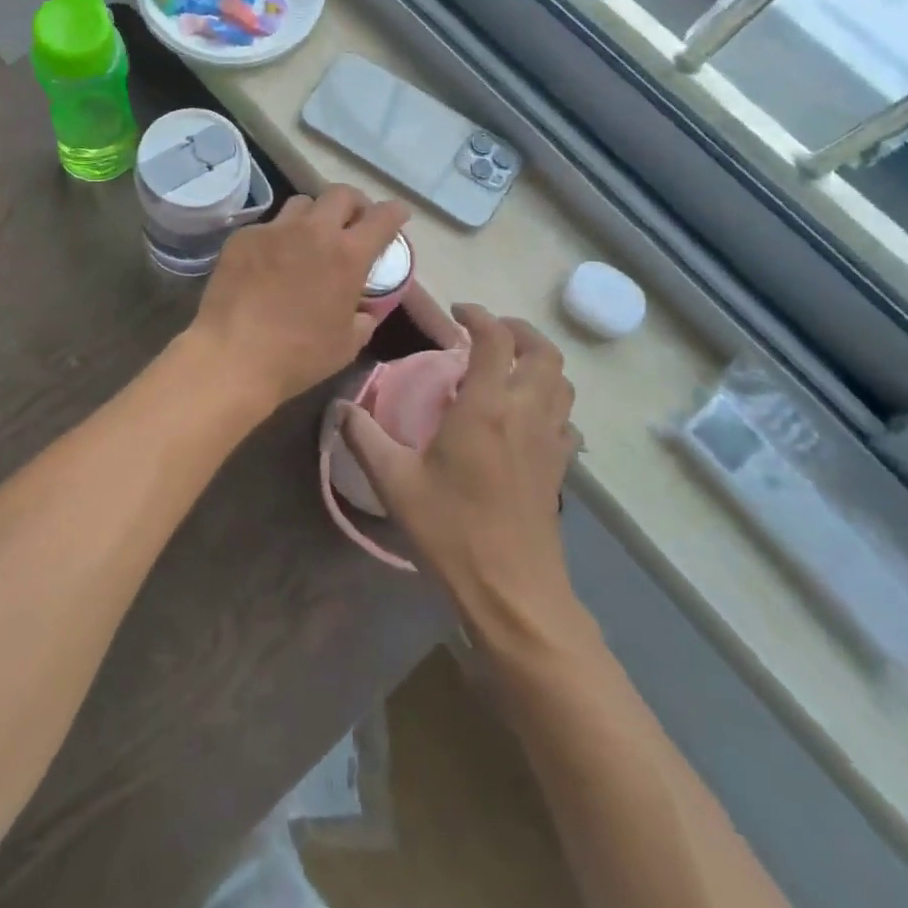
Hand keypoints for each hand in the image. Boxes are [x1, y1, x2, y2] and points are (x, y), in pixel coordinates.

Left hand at [187, 186, 409, 410]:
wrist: (233, 355)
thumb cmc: (298, 356)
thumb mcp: (347, 344)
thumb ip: (363, 317)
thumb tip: (364, 308)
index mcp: (347, 255)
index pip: (382, 218)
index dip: (394, 212)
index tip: (398, 214)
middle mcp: (313, 231)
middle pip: (341, 194)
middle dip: (354, 203)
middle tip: (353, 222)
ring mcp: (274, 230)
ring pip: (301, 203)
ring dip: (314, 216)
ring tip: (310, 237)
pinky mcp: (242, 237)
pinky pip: (267, 226)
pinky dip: (277, 238)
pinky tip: (270, 262)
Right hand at [340, 305, 578, 631]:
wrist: (512, 593)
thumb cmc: (451, 531)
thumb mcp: (394, 482)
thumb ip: (364, 437)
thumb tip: (341, 407)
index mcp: (486, 408)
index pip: (496, 339)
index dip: (479, 315)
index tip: (458, 313)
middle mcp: (525, 413)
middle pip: (543, 352)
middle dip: (518, 330)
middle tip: (487, 332)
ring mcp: (550, 441)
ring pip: (561, 382)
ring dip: (537, 361)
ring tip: (506, 365)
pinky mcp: (560, 468)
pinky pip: (565, 417)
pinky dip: (549, 400)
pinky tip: (524, 416)